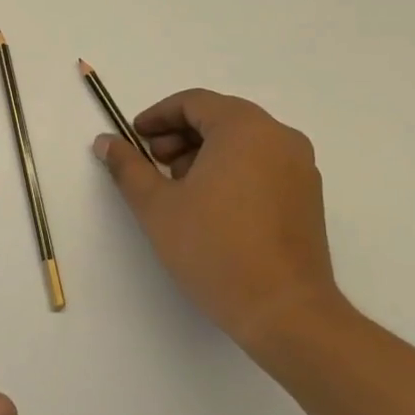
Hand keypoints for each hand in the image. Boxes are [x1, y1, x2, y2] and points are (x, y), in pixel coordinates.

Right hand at [92, 88, 344, 353]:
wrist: (284, 311)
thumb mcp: (156, 205)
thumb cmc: (214, 248)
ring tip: (178, 189)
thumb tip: (105, 142)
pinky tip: (210, 206)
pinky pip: (262, 164)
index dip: (157, 116)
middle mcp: (279, 137)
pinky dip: (231, 170)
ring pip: (242, 142)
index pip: (194, 102)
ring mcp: (300, 168)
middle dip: (179, 136)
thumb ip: (127, 166)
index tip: (134, 139)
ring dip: (203, 153)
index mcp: (245, 129)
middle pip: (220, 118)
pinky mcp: (308, 197)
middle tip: (153, 164)